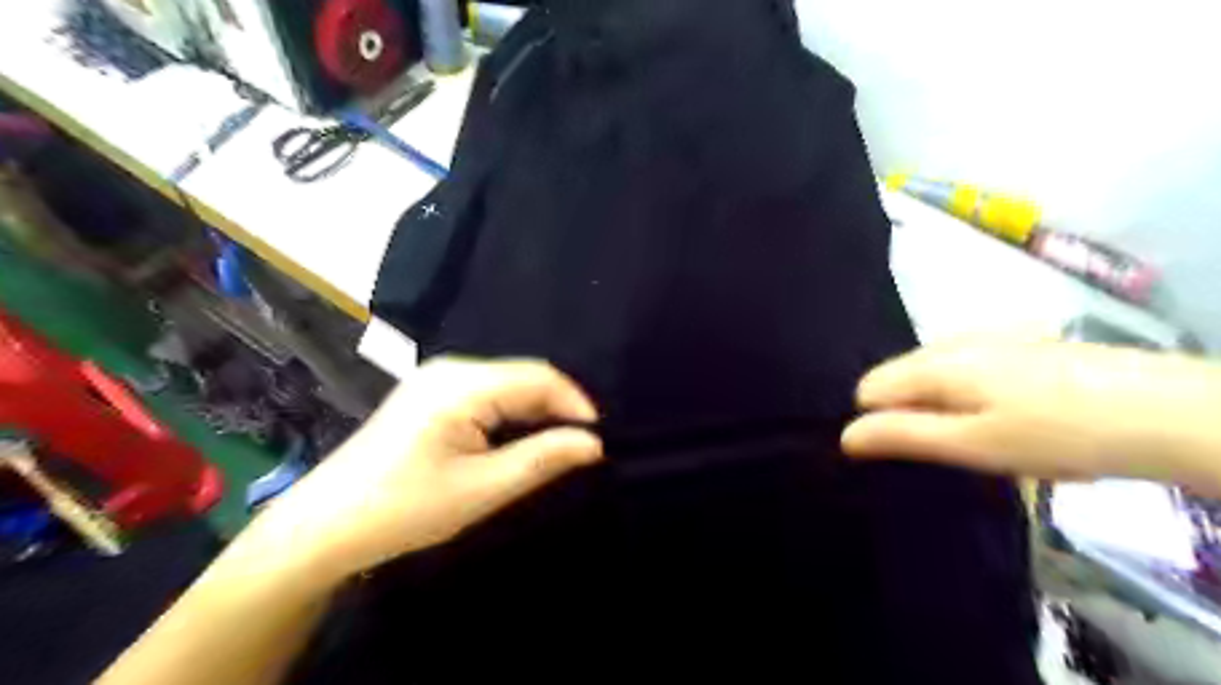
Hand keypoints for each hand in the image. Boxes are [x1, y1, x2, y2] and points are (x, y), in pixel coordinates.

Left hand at [253, 356, 604, 584]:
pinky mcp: (430, 393)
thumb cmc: (405, 508)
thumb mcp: (482, 489)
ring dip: (536, 411)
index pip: (539, 377)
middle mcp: (451, 369)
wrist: (326, 524)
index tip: (598, 439)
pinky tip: (518, 438)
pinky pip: (487, 392)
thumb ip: (542, 460)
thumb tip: (594, 443)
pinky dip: (512, 412)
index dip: (576, 403)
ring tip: (557, 445)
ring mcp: (437, 378)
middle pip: (523, 376)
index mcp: (462, 384)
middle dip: (557, 408)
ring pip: (507, 384)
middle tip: (581, 446)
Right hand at [847, 338, 1220, 492]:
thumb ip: (903, 436)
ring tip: (984, 436)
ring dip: (939, 404)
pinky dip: (967, 392)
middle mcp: (950, 341)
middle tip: (953, 449)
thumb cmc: (1057, 434)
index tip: (916, 451)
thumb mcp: (973, 445)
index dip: (880, 422)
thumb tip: (843, 436)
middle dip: (909, 412)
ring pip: (931, 373)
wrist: (1164, 410)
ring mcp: (986, 337)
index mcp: (934, 363)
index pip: (868, 389)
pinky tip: (1010, 414)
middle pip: (897, 378)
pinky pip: (963, 367)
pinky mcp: (1016, 343)